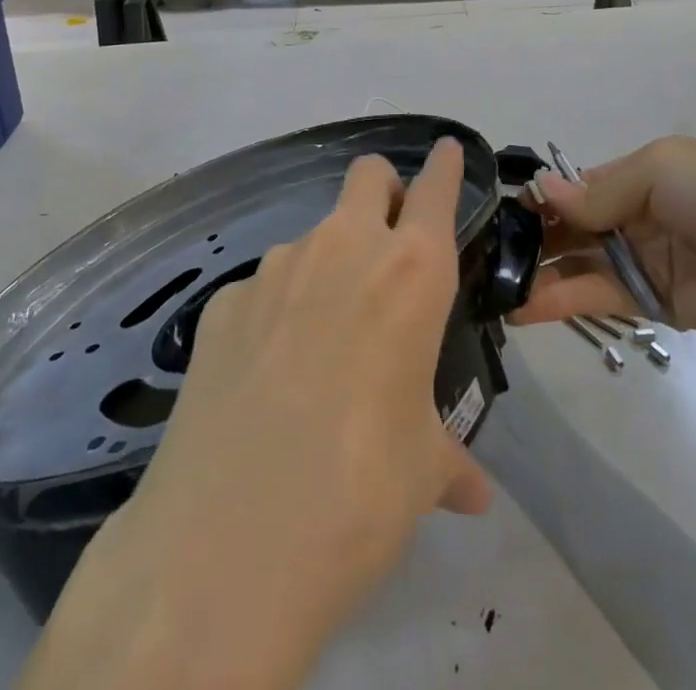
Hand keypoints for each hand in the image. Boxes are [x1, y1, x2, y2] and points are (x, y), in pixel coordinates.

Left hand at [42, 138, 492, 689]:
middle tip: (388, 241)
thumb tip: (473, 494)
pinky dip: (274, 311)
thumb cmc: (360, 492)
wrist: (227, 545)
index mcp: (411, 271)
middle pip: (367, 174)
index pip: (436, 188)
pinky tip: (265, 374)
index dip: (444, 165)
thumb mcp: (421, 471)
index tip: (446, 151)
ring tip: (321, 339)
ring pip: (313, 235)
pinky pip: (262, 288)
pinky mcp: (222, 303)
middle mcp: (344, 248)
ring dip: (327, 263)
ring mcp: (275, 268)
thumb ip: (450, 461)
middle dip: (383, 190)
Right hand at [514, 135, 695, 355]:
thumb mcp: (660, 169)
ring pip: (578, 262)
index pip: (582, 185)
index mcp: (643, 175)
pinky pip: (595, 295)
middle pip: (575, 224)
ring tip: (494, 286)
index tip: (504, 209)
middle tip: (489, 250)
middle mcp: (637, 215)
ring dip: (539, 272)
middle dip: (536, 235)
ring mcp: (641, 261)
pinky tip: (522, 307)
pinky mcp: (647, 304)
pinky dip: (559, 300)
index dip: (547, 196)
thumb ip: (599, 188)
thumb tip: (543, 191)